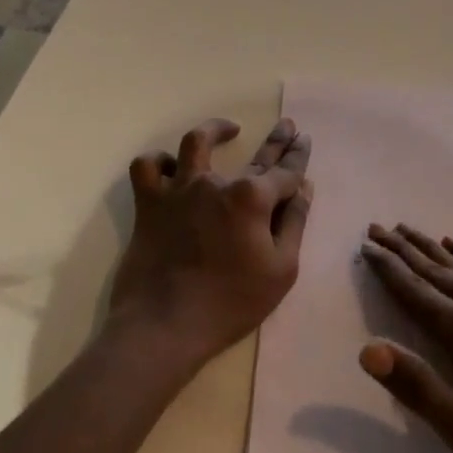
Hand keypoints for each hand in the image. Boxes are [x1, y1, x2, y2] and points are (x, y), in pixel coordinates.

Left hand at [107, 118, 312, 369]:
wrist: (165, 326)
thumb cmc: (231, 302)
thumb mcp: (281, 270)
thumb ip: (293, 223)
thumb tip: (304, 188)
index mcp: (252, 198)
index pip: (285, 172)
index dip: (297, 157)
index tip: (303, 140)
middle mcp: (216, 183)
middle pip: (253, 155)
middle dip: (275, 140)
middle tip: (286, 125)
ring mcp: (180, 190)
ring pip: (194, 143)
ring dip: (213, 131)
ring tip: (227, 129)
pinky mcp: (150, 204)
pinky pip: (148, 168)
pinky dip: (159, 162)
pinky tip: (171, 165)